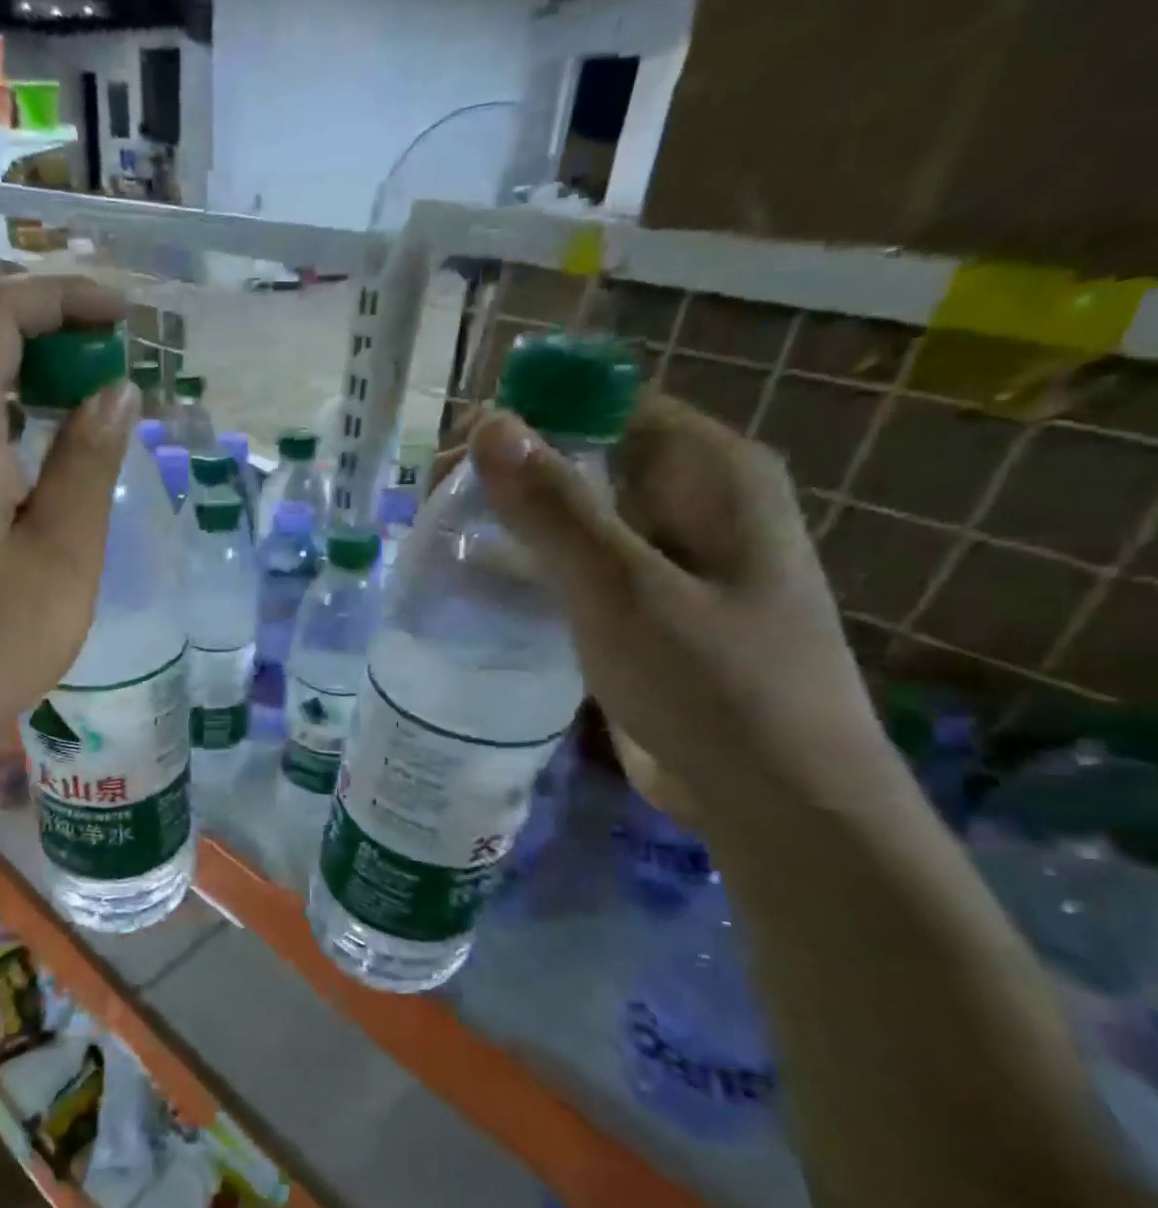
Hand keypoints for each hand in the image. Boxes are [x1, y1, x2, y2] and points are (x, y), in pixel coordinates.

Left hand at [0, 276, 137, 767]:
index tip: (122, 319)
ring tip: (91, 393)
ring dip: (28, 369)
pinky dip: (8, 411)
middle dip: (49, 328)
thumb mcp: (62, 553)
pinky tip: (47, 446)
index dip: (58, 299)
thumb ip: (88, 461)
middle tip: (115, 357)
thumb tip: (115, 390)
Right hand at [468, 393, 896, 820]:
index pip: (608, 404)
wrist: (777, 803)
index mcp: (711, 473)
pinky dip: (530, 565)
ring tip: (440, 535)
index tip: (451, 452)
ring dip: (513, 518)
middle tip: (431, 503)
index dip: (528, 414)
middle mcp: (695, 502)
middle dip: (509, 470)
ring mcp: (671, 559)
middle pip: (588, 456)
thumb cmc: (713, 687)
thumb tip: (488, 424)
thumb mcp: (623, 592)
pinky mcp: (647, 608)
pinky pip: (580, 565)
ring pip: (578, 514)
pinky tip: (478, 581)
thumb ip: (554, 507)